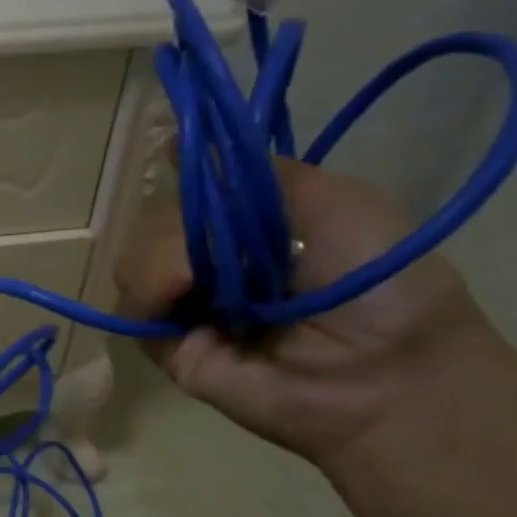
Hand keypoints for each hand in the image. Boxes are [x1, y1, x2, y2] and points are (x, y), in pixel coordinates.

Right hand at [114, 159, 501, 464]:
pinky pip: (130, 308)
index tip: (176, 163)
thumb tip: (173, 142)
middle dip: (174, 225)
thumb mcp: (335, 202)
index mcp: (248, 232)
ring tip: (200, 282)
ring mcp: (186, 306)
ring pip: (131, 260)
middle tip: (219, 246)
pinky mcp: (167, 346)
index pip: (187, 194)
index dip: (181, 182)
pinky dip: (147, 293)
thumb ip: (259, 173)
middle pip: (151, 223)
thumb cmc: (381, 284)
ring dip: (158, 259)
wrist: (387, 375)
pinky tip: (182, 297)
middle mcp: (210, 265)